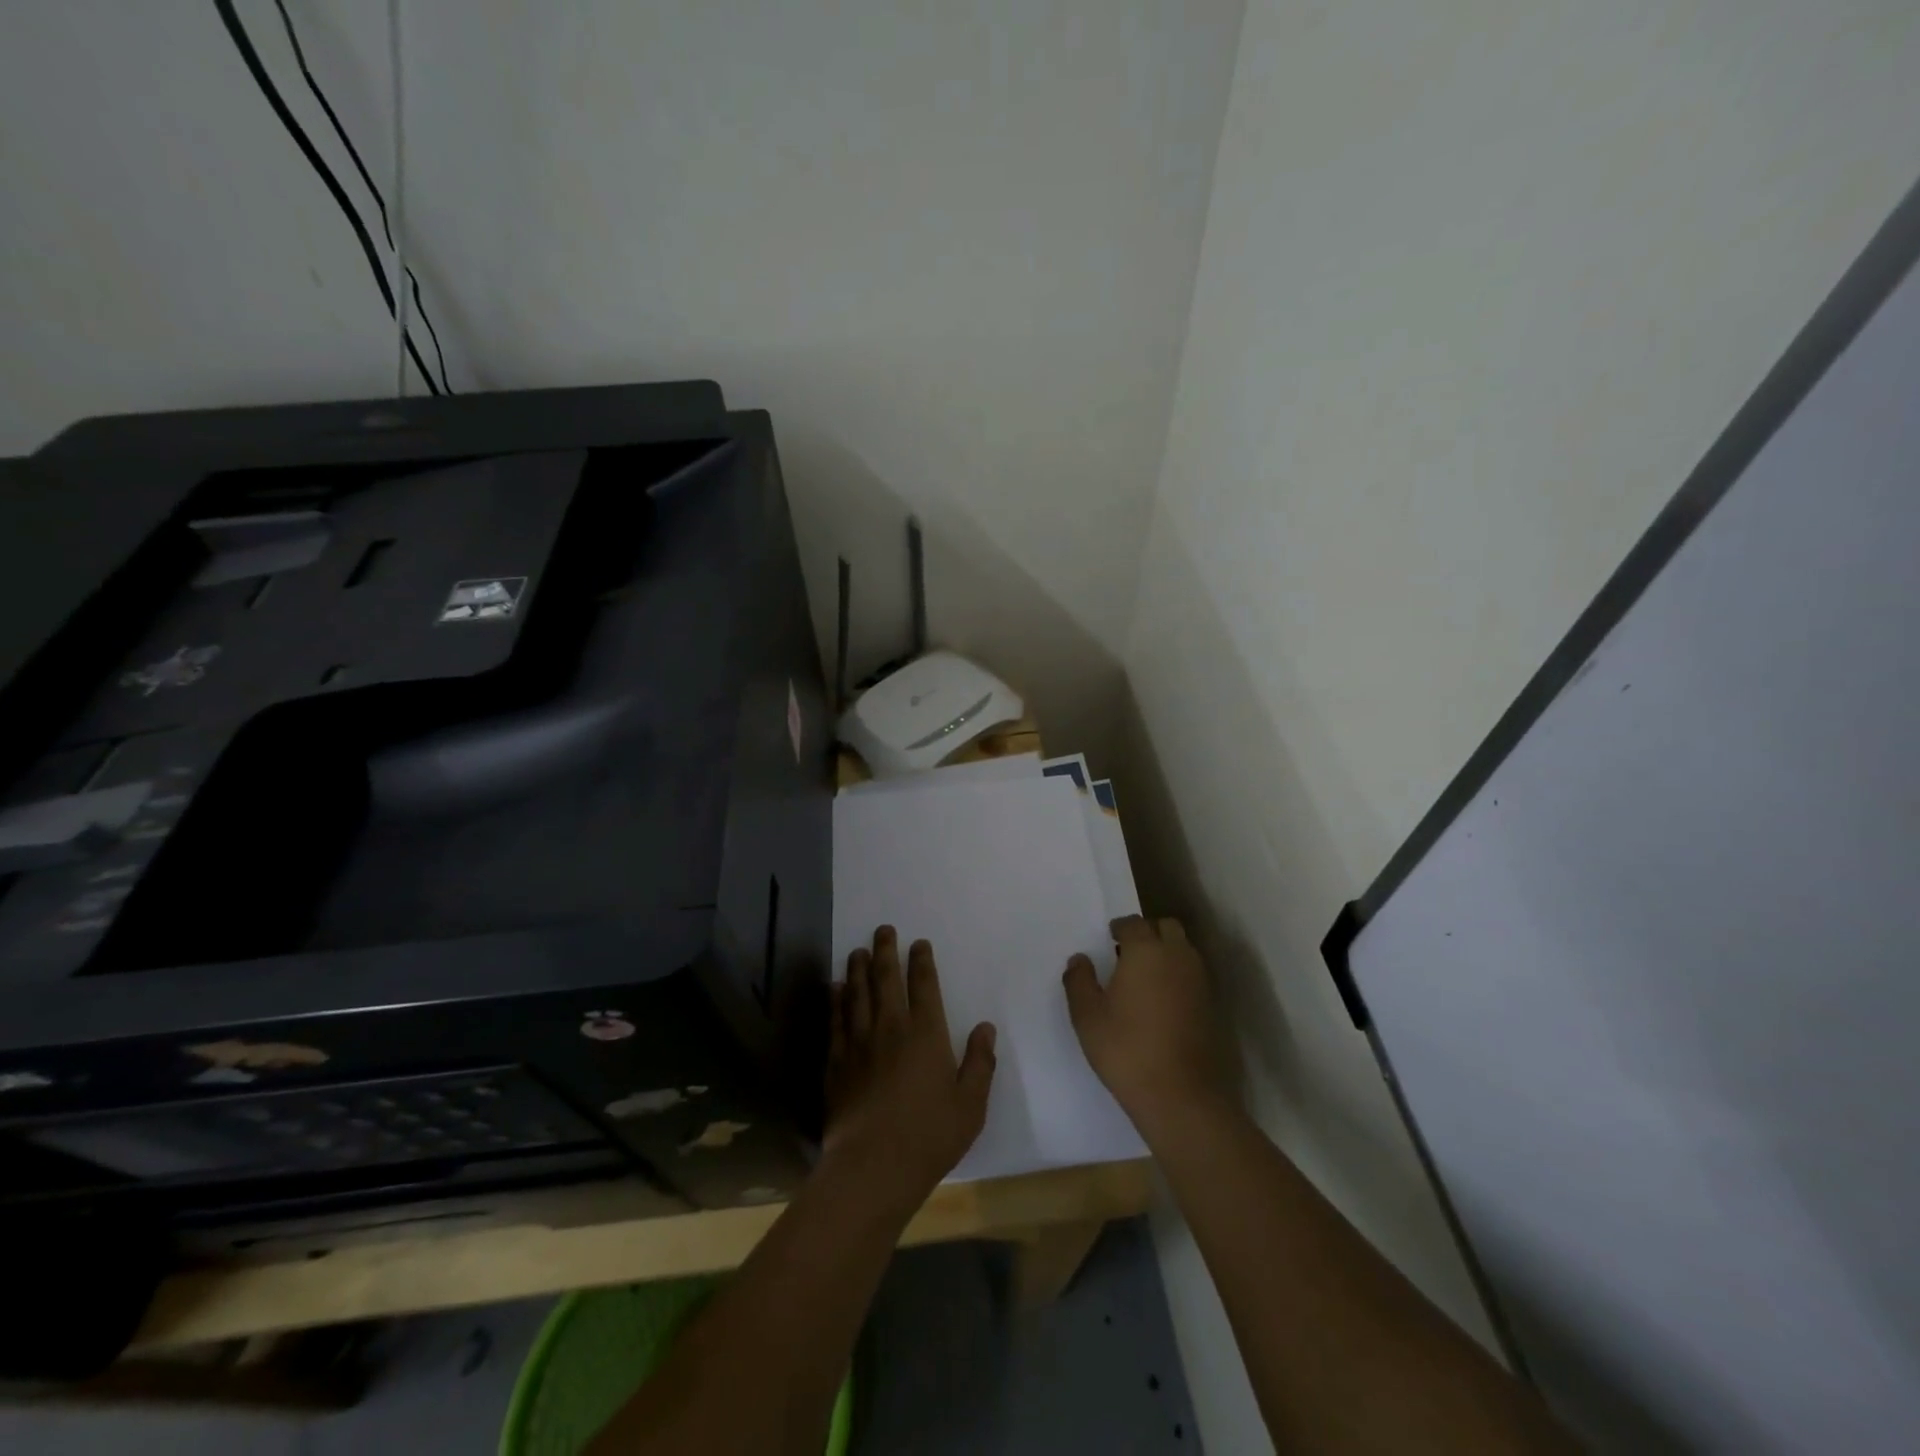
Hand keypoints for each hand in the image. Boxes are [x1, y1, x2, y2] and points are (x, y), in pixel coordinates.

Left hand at [824, 926, 996, 1205]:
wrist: (873, 1166)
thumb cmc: (929, 1136)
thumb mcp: (970, 1104)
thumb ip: (980, 1063)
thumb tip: (985, 1027)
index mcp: (926, 1034)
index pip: (924, 985)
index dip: (921, 961)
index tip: (918, 943)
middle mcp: (890, 1028)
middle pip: (886, 979)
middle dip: (885, 951)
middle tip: (883, 930)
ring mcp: (859, 1043)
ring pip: (857, 993)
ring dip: (858, 968)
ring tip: (858, 950)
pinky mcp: (836, 1062)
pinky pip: (835, 1020)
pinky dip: (836, 1000)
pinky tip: (835, 988)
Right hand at [1064, 915, 1226, 1134]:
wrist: (1181, 1096)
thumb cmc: (1126, 1049)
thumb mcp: (1087, 1016)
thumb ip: (1079, 981)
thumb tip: (1079, 960)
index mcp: (1146, 951)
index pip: (1133, 923)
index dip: (1119, 928)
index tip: (1108, 939)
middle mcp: (1177, 956)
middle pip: (1166, 927)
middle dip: (1148, 932)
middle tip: (1127, 951)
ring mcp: (1199, 980)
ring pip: (1183, 949)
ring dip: (1166, 951)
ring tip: (1143, 976)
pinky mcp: (1211, 1004)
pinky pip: (1192, 973)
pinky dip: (1178, 974)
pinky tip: (1161, 999)